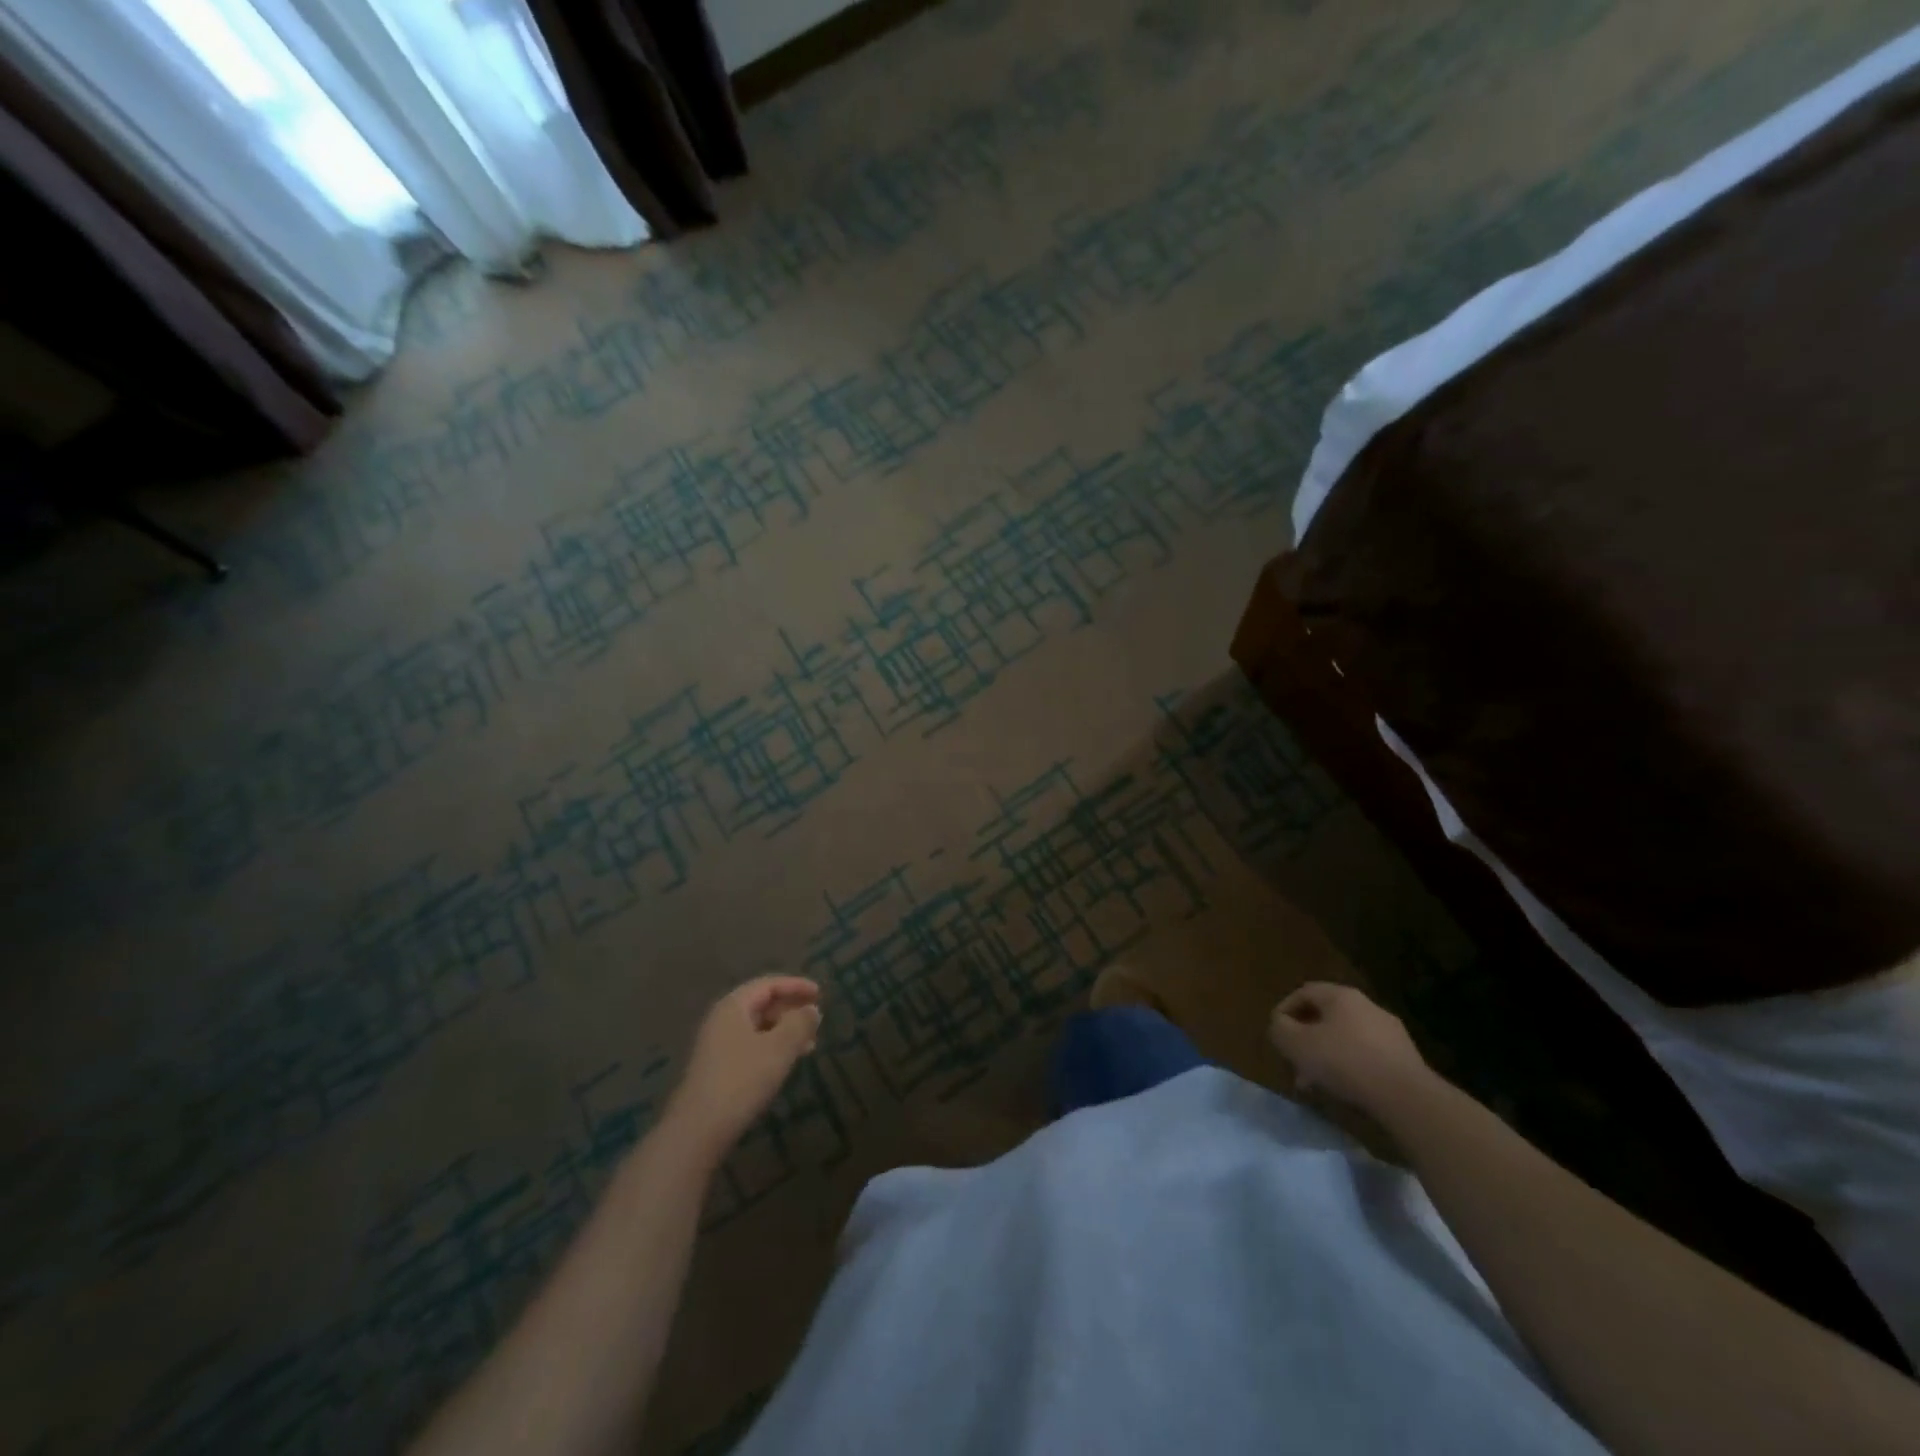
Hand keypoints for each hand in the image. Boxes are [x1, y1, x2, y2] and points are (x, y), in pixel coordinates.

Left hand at [664, 977, 822, 1156]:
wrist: (698, 1129)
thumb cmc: (742, 1079)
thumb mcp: (780, 1047)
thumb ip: (800, 1023)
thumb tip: (811, 1009)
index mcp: (734, 1006)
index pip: (768, 984)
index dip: (796, 986)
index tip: (820, 994)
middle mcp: (722, 1020)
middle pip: (761, 1004)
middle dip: (791, 1010)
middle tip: (815, 1021)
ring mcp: (716, 1045)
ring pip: (757, 1027)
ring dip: (784, 1031)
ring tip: (808, 1046)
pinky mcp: (716, 1068)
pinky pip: (750, 1046)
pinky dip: (772, 1047)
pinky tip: (784, 1064)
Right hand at [1268, 982, 1433, 1115]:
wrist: (1407, 1097)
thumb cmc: (1344, 1062)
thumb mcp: (1296, 1044)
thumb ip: (1279, 1028)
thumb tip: (1279, 1024)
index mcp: (1340, 995)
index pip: (1304, 992)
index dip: (1284, 1010)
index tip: (1276, 1033)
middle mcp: (1366, 1005)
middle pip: (1325, 1017)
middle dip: (1306, 1039)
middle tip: (1295, 1062)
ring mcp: (1390, 1032)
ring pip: (1346, 1038)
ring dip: (1326, 1056)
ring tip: (1316, 1083)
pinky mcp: (1405, 1057)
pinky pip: (1367, 1055)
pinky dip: (1350, 1067)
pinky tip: (1345, 1089)